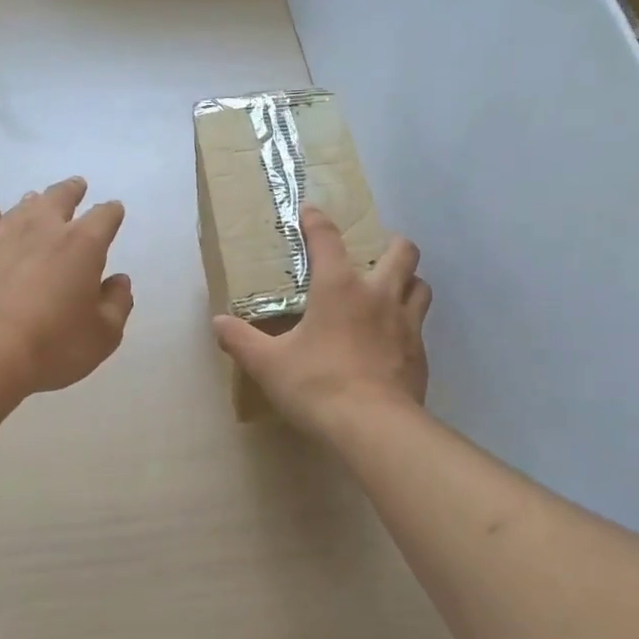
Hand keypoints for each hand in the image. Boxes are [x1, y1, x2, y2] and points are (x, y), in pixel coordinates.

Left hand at [0, 176, 133, 398]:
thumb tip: (119, 281)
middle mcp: (44, 230)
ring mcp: (4, 237)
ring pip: (22, 207)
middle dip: (72, 191)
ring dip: (35, 201)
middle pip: (60, 198)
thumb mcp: (102, 335)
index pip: (104, 217)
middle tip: (77, 185)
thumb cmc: (52, 345)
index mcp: (83, 245)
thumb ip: (117, 303)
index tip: (114, 211)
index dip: (112, 212)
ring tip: (38, 198)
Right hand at [212, 205, 430, 435]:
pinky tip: (392, 341)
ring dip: (408, 281)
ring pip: (420, 285)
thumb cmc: (317, 385)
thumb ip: (241, 340)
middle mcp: (379, 295)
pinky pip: (420, 326)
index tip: (310, 211)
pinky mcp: (420, 353)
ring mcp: (407, 324)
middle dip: (390, 244)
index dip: (317, 221)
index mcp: (340, 288)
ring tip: (390, 292)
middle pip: (401, 251)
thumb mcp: (268, 364)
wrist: (373, 427)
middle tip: (373, 255)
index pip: (328, 240)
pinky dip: (408, 324)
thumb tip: (218, 323)